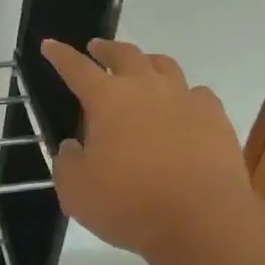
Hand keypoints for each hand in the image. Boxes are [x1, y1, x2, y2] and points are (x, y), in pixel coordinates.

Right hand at [40, 38, 253, 259]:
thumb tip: (73, 147)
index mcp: (107, 99)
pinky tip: (183, 106)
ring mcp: (185, 98)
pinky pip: (196, 93)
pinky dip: (184, 94)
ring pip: (164, 65)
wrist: (203, 219)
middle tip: (97, 49)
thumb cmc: (130, 204)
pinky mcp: (215, 116)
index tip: (50, 45)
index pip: (76, 68)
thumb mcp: (77, 192)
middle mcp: (146, 87)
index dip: (60, 55)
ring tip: (142, 68)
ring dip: (147, 62)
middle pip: (124, 54)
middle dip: (106, 49)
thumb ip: (68, 164)